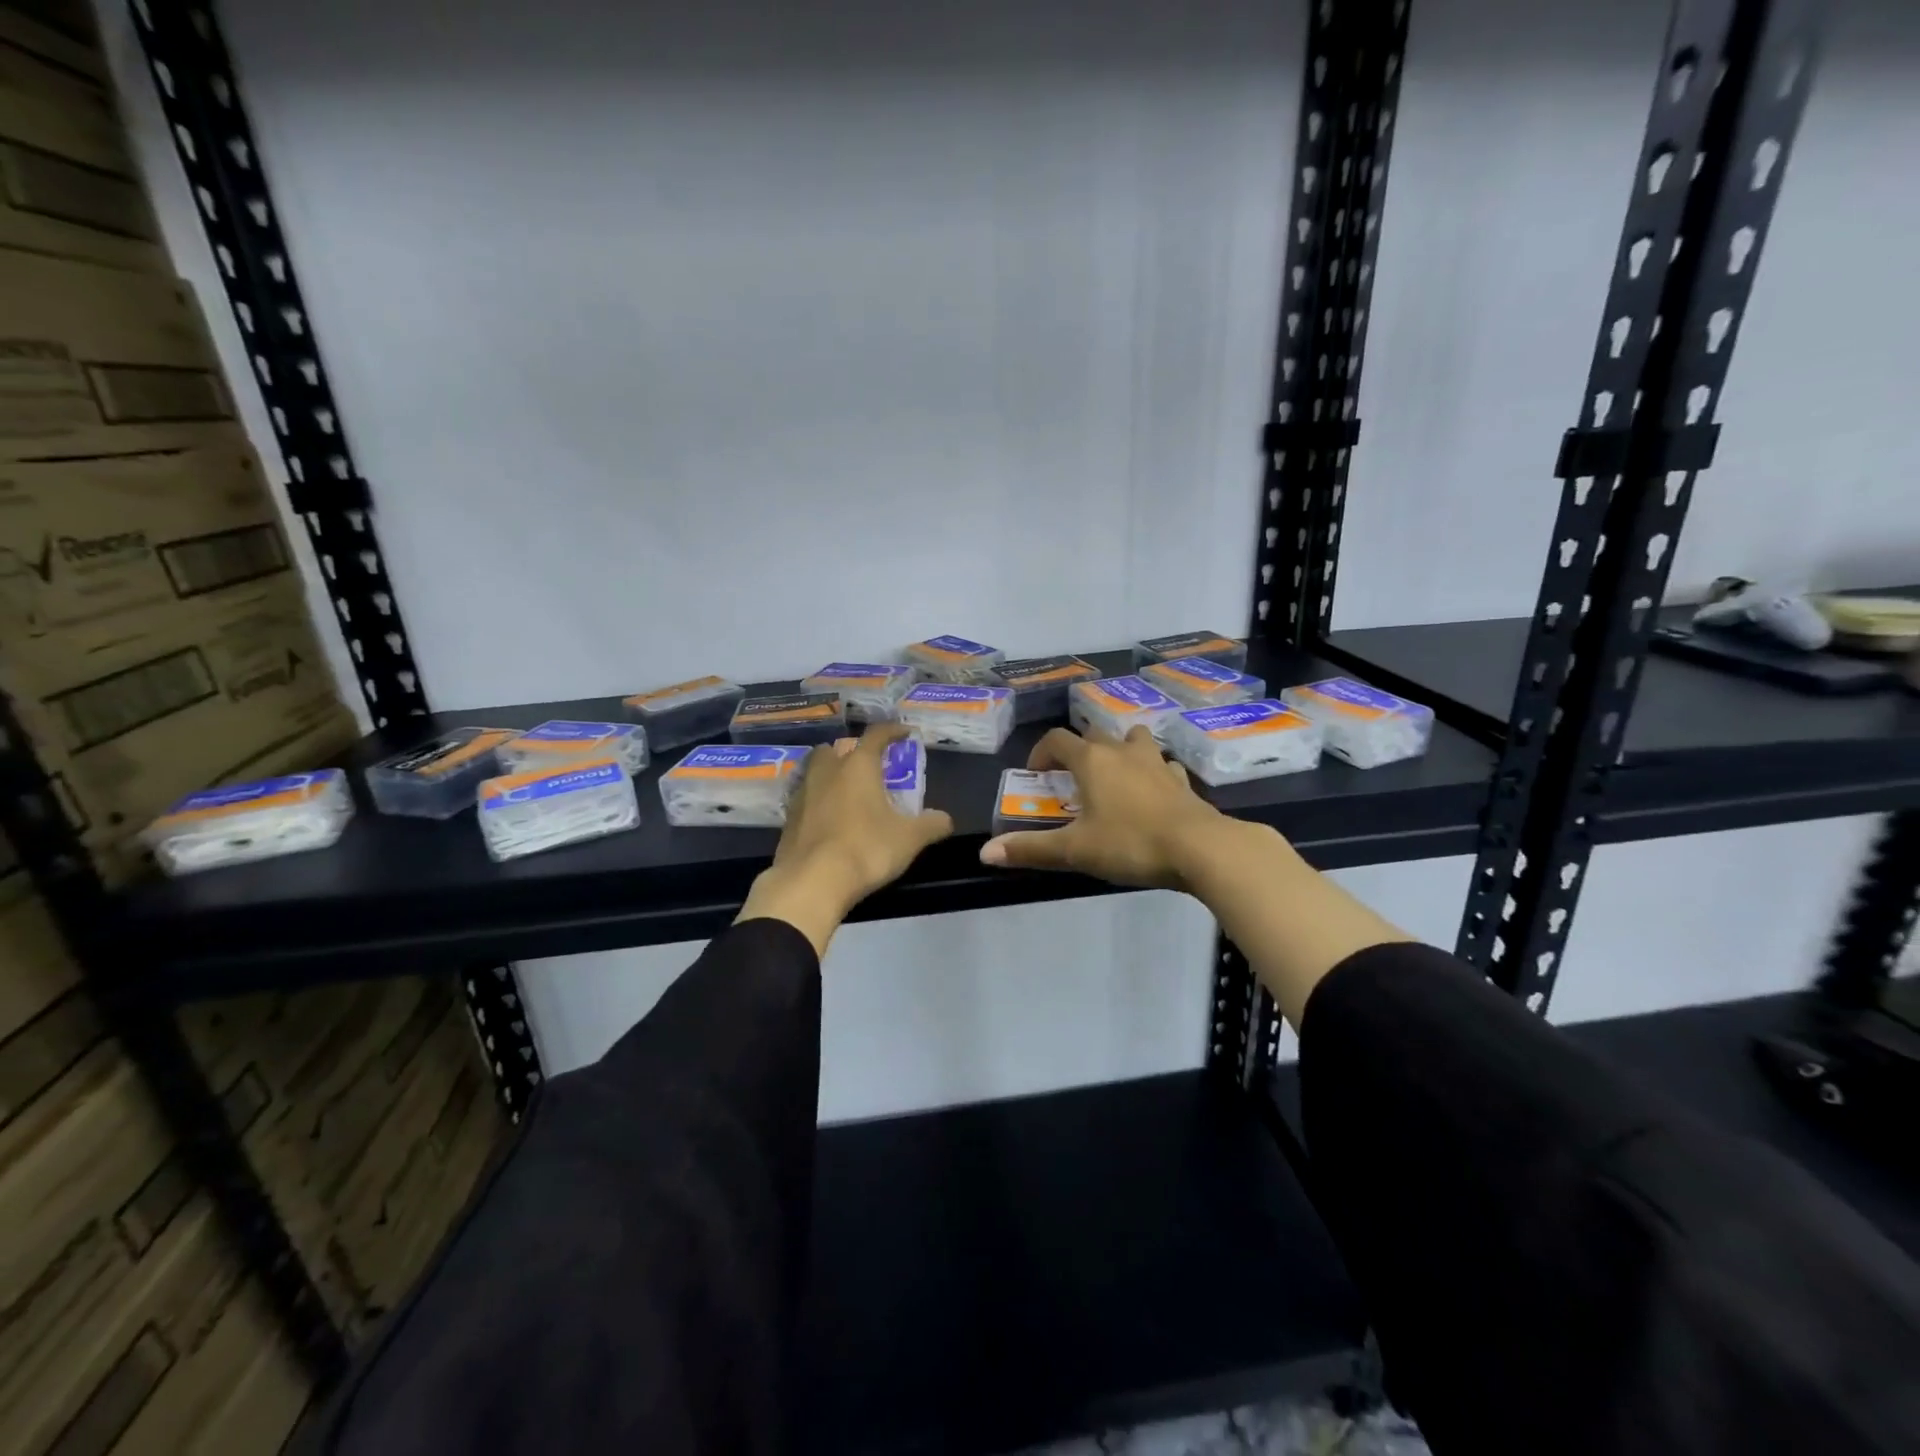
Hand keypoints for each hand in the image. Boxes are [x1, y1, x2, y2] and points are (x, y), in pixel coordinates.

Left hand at [736, 724, 953, 954]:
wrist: (811, 881)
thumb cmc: (866, 849)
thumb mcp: (909, 839)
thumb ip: (930, 825)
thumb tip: (945, 819)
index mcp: (858, 766)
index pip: (876, 735)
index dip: (892, 730)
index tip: (904, 733)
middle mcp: (827, 771)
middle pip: (835, 749)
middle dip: (851, 752)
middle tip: (868, 768)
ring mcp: (802, 794)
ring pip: (815, 772)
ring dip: (830, 775)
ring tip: (847, 793)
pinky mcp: (788, 819)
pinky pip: (805, 799)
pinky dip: (818, 802)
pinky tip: (829, 820)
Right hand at [978, 725, 1226, 889]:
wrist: (1201, 848)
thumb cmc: (1130, 843)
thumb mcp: (1074, 850)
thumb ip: (1030, 849)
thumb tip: (985, 854)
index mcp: (1091, 761)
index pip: (1057, 740)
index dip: (1040, 753)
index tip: (1035, 775)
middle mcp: (1122, 751)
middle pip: (1094, 733)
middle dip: (1078, 749)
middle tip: (1071, 777)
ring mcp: (1156, 762)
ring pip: (1133, 739)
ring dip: (1119, 749)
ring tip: (1113, 775)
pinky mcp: (1182, 780)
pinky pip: (1162, 764)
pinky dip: (1152, 772)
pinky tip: (1151, 792)